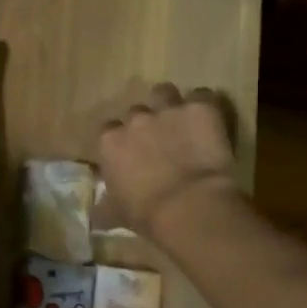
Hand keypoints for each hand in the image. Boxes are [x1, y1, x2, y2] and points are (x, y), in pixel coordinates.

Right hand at [98, 84, 241, 238]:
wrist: (190, 207)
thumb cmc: (147, 215)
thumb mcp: (116, 213)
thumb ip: (105, 205)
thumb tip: (98, 211)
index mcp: (110, 142)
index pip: (108, 131)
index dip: (121, 140)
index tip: (131, 154)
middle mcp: (135, 120)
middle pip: (137, 111)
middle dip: (146, 123)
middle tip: (160, 142)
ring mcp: (168, 110)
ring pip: (164, 92)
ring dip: (170, 104)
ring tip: (182, 121)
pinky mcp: (200, 108)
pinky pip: (201, 96)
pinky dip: (203, 106)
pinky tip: (208, 121)